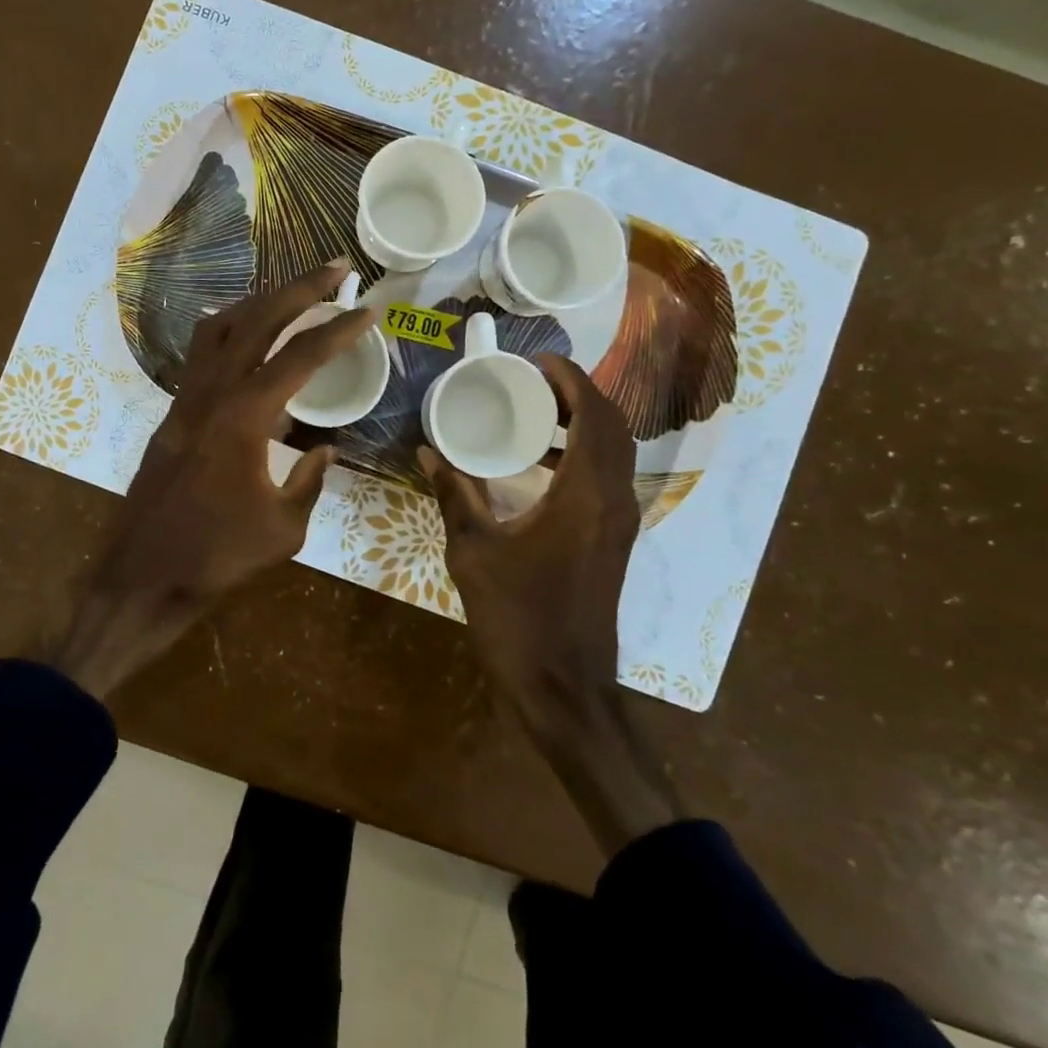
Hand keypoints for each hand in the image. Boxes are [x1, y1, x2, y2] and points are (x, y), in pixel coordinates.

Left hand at [41, 261, 376, 699]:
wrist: (144, 575)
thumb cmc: (217, 556)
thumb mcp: (284, 527)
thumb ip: (309, 481)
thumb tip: (323, 451)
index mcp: (245, 416)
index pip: (301, 357)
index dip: (339, 329)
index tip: (368, 309)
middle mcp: (212, 393)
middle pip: (258, 319)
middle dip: (300, 287)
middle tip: (336, 269)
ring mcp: (186, 399)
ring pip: (221, 327)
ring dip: (260, 301)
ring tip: (294, 293)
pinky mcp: (173, 414)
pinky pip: (202, 354)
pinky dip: (231, 332)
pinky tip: (250, 343)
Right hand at [421, 355, 681, 855]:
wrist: (562, 688)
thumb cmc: (516, 617)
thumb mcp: (474, 551)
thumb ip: (454, 495)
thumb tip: (428, 453)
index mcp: (586, 494)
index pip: (594, 415)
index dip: (571, 379)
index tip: (538, 360)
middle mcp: (614, 500)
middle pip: (613, 427)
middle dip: (578, 395)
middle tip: (533, 381)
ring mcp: (620, 523)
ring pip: (614, 453)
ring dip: (583, 424)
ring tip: (534, 412)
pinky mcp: (613, 541)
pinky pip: (606, 479)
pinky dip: (582, 456)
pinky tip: (538, 465)